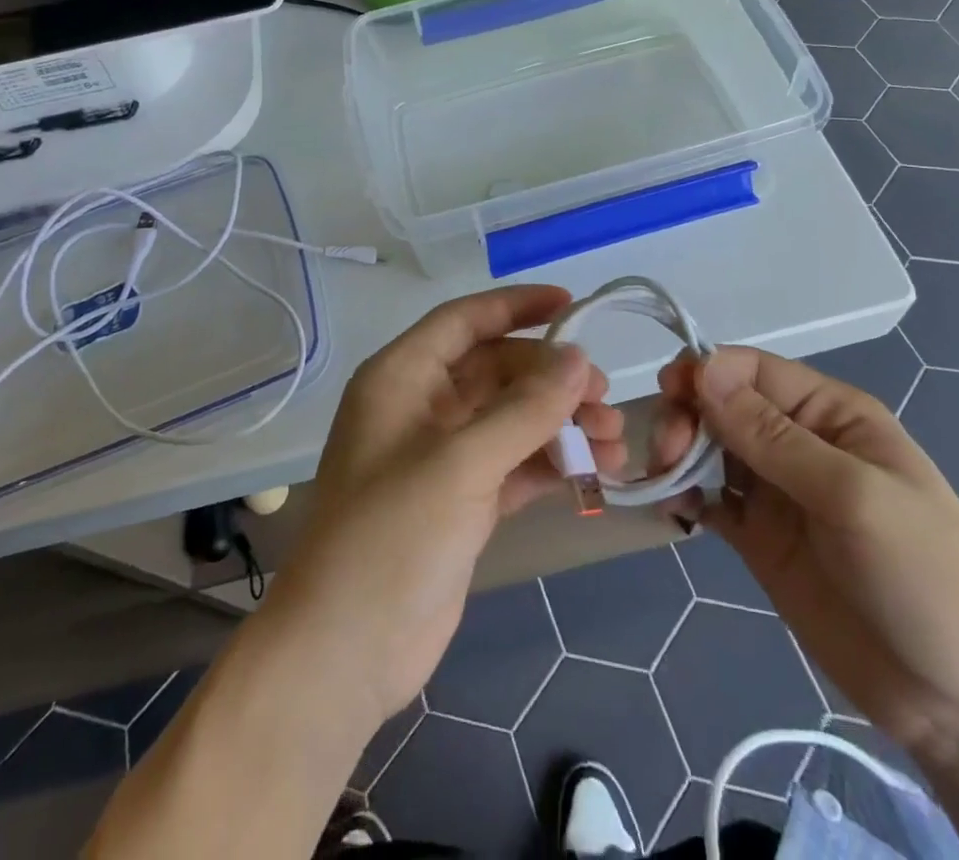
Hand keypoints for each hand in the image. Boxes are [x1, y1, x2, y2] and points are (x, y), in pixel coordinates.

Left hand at [264, 287, 625, 730]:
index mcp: (401, 377)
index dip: (517, 306)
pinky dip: (551, 464)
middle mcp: (421, 406)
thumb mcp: (460, 464)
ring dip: (561, 424)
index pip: (465, 320)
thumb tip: (578, 357)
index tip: (574, 305)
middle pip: (497, 370)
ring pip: (512, 419)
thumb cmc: (391, 537)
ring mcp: (442, 456)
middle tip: (605, 400)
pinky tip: (593, 475)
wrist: (345, 654)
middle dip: (552, 380)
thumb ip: (524, 409)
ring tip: (613, 444)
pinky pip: (515, 464)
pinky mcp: (462, 500)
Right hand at [653, 348, 958, 751]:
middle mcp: (798, 442)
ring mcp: (776, 492)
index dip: (706, 373)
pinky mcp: (759, 539)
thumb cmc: (926, 577)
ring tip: (664, 479)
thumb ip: (772, 436)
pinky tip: (669, 505)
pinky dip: (683, 494)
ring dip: (678, 451)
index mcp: (829, 413)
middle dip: (687, 416)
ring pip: (708, 448)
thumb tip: (704, 369)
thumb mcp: (852, 495)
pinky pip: (709, 499)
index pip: (751, 370)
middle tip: (667, 453)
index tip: (670, 397)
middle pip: (721, 405)